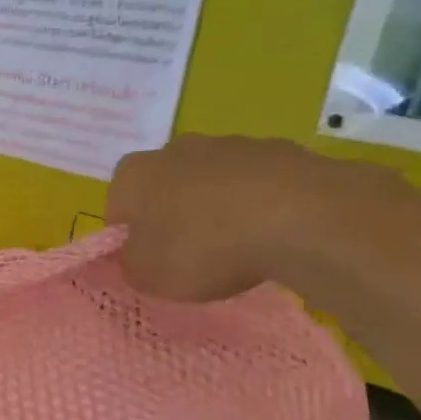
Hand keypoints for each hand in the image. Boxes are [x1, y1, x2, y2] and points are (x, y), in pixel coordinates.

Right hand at [107, 135, 396, 302]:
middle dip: (173, 216)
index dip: (129, 236)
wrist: (303, 219)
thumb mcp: (147, 275)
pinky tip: (274, 235)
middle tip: (189, 256)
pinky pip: (259, 185)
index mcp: (133, 174)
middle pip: (166, 187)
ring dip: (218, 209)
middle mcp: (176, 148)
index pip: (117, 205)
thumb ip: (130, 263)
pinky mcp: (284, 151)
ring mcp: (233, 145)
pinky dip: (261, 206)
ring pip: (214, 182)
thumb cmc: (203, 247)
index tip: (149, 261)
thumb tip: (136, 254)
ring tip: (239, 249)